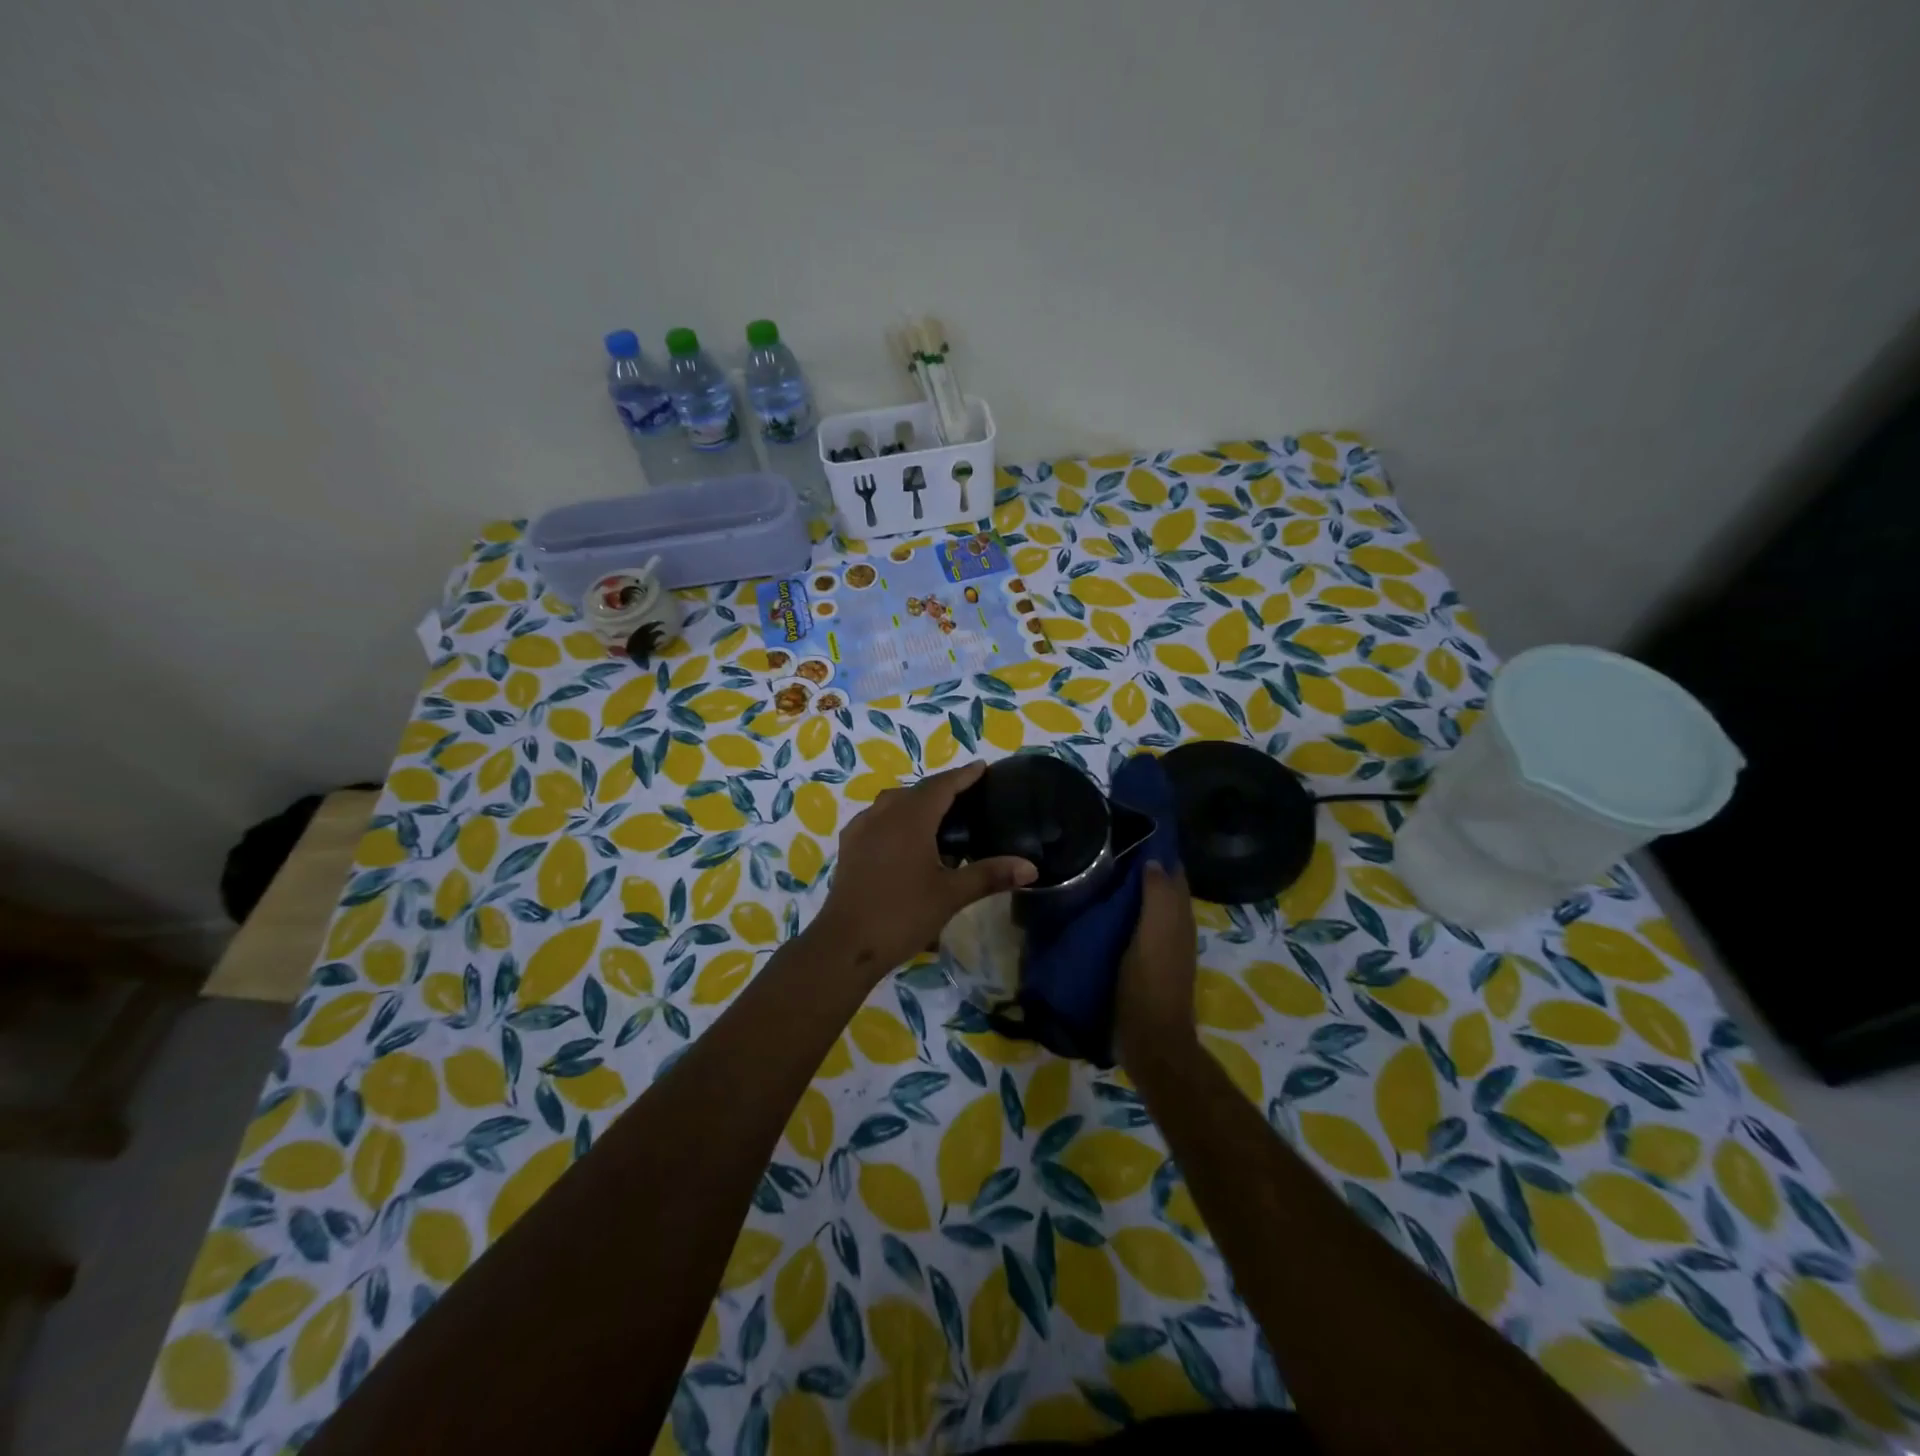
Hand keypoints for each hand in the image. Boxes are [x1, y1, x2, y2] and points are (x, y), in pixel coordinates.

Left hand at [808, 760, 1036, 979]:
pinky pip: (876, 818)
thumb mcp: (951, 895)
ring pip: (893, 802)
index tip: (982, 768)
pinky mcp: (849, 847)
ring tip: (938, 816)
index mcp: (911, 818)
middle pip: (917, 791)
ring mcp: (862, 829)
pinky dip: (895, 817)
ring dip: (916, 801)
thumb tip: (1031, 867)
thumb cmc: (902, 914)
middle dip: (942, 788)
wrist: (846, 944)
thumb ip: (990, 875)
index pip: (941, 786)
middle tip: (967, 796)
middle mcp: (884, 814)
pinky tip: (903, 838)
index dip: (963, 776)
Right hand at [1114, 861, 1198, 1068]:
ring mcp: (1160, 948)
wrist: (1150, 1039)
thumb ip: (1157, 896)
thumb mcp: (1153, 933)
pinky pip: (1136, 928)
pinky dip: (1124, 914)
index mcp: (1179, 918)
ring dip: (1131, 892)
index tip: (1129, 832)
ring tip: (1100, 874)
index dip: (1157, 853)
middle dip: (1143, 869)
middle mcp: (1175, 929)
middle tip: (1107, 849)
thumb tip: (1154, 860)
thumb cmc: (1150, 981)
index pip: (1173, 874)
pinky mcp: (1144, 964)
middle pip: (1162, 890)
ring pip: (1148, 909)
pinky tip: (1100, 911)